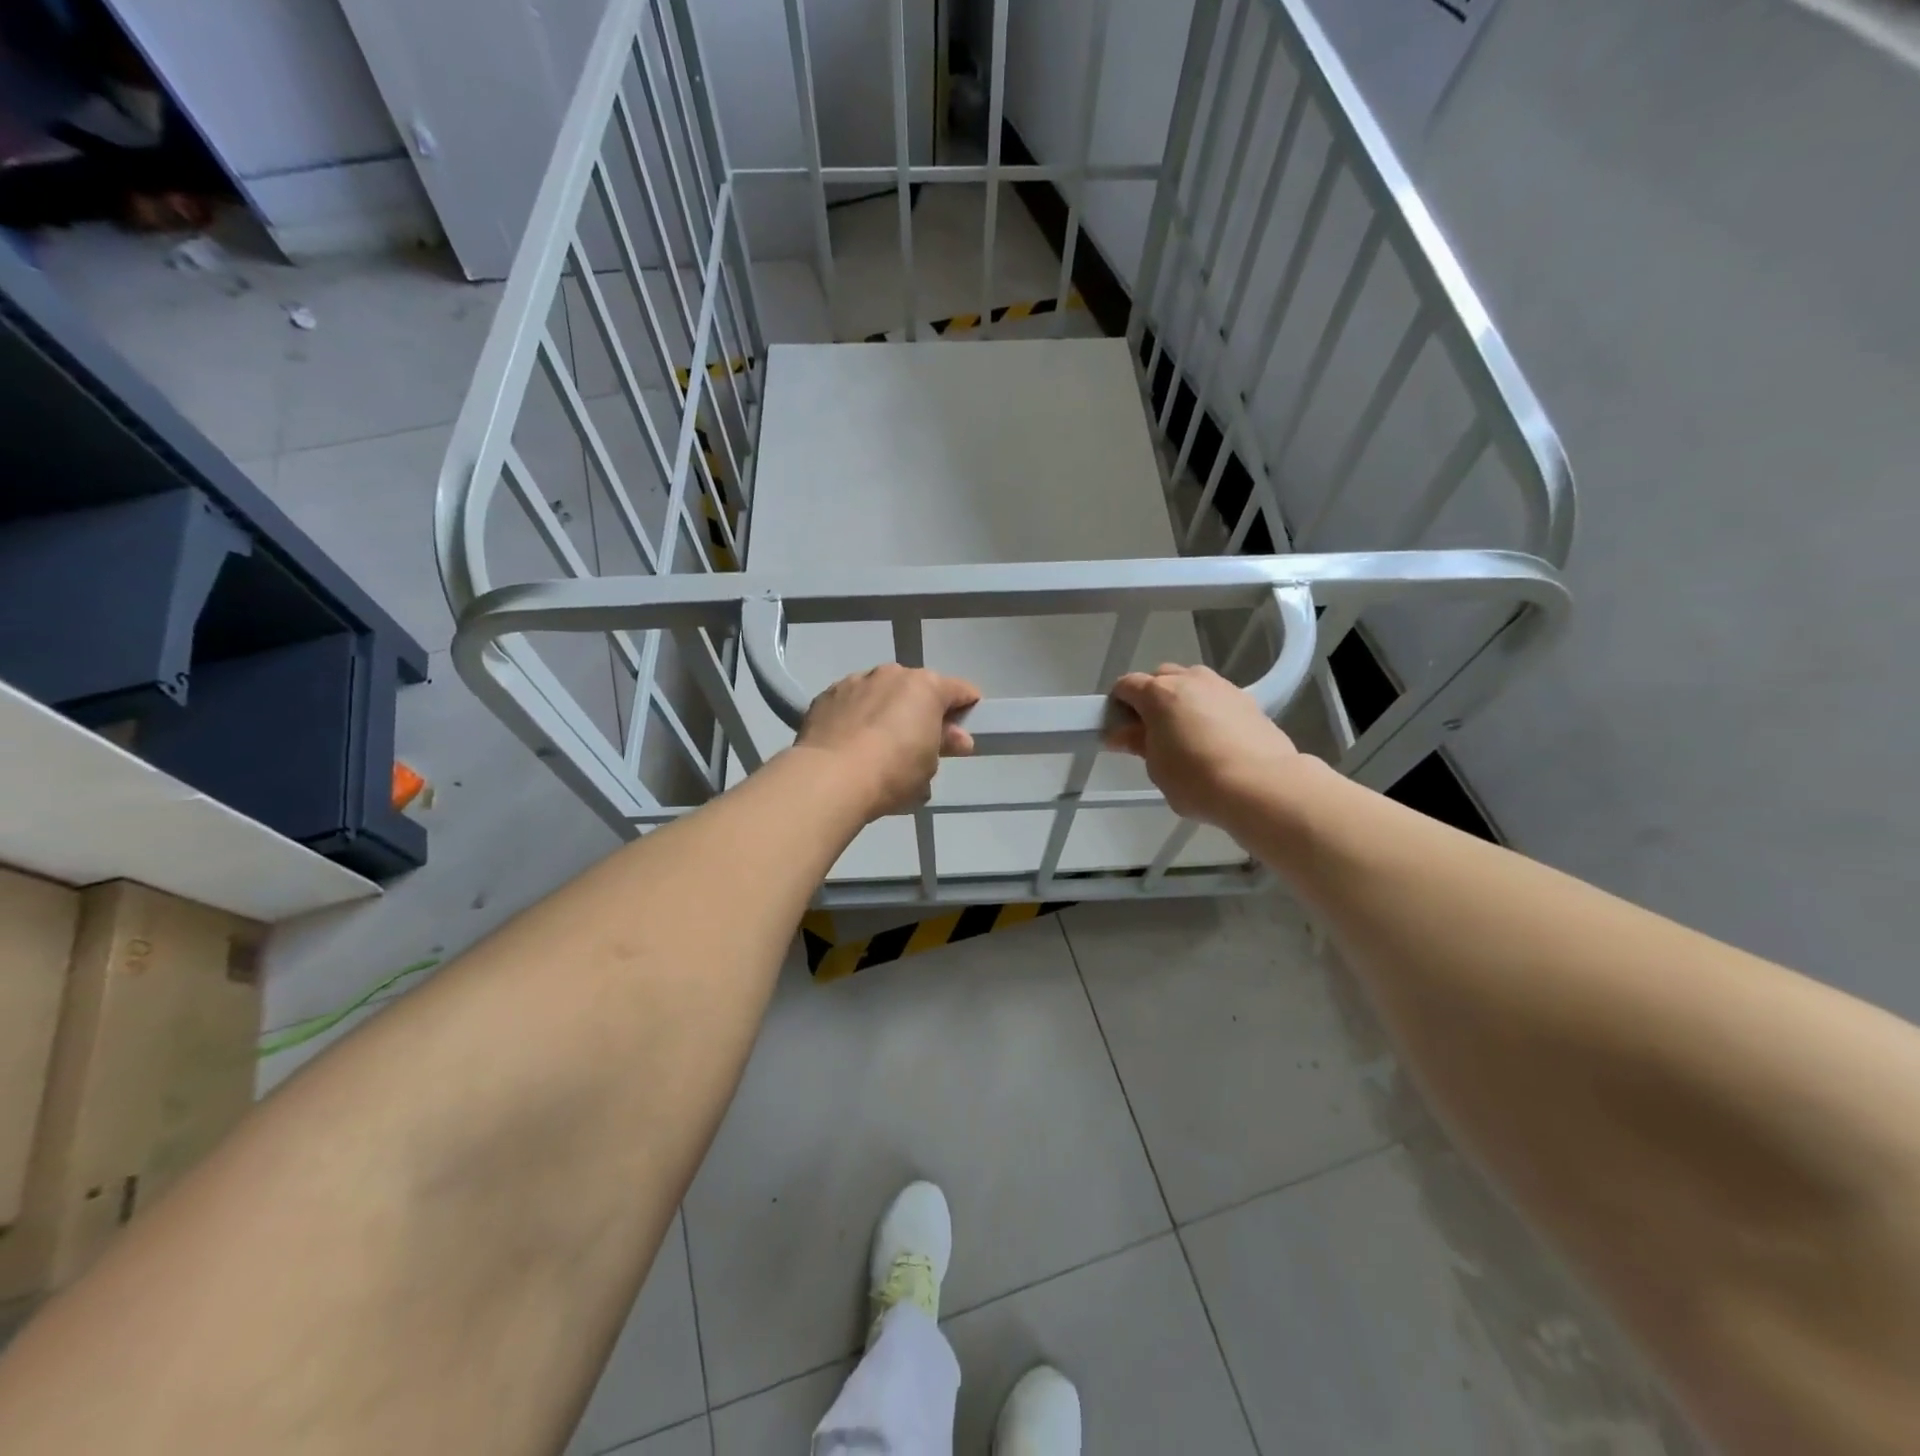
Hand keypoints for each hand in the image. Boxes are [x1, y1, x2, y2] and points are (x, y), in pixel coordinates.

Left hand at [794, 664, 981, 817]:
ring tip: (879, 745)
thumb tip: (958, 738)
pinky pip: (852, 702)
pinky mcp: (826, 696)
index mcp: (926, 686)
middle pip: (917, 689)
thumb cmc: (893, 771)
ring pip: (881, 692)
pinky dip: (856, 716)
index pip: (960, 690)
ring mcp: (856, 681)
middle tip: (921, 744)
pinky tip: (851, 743)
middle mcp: (892, 674)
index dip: (967, 710)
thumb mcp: (930, 765)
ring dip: (886, 710)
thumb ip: (945, 745)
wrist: (830, 777)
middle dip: (922, 711)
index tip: (963, 732)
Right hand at [1106, 663, 1300, 827]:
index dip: (1118, 705)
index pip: (1126, 685)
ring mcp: (1222, 686)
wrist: (1262, 786)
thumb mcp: (1156, 767)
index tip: (1120, 729)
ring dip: (1182, 700)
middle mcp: (1190, 679)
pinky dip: (1208, 709)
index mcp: (1159, 692)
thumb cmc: (1196, 779)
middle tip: (1151, 731)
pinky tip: (1213, 738)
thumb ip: (1138, 744)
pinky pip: (1217, 697)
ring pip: (1192, 683)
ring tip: (1185, 733)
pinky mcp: (1248, 700)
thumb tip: (1120, 734)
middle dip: (1151, 697)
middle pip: (1160, 677)